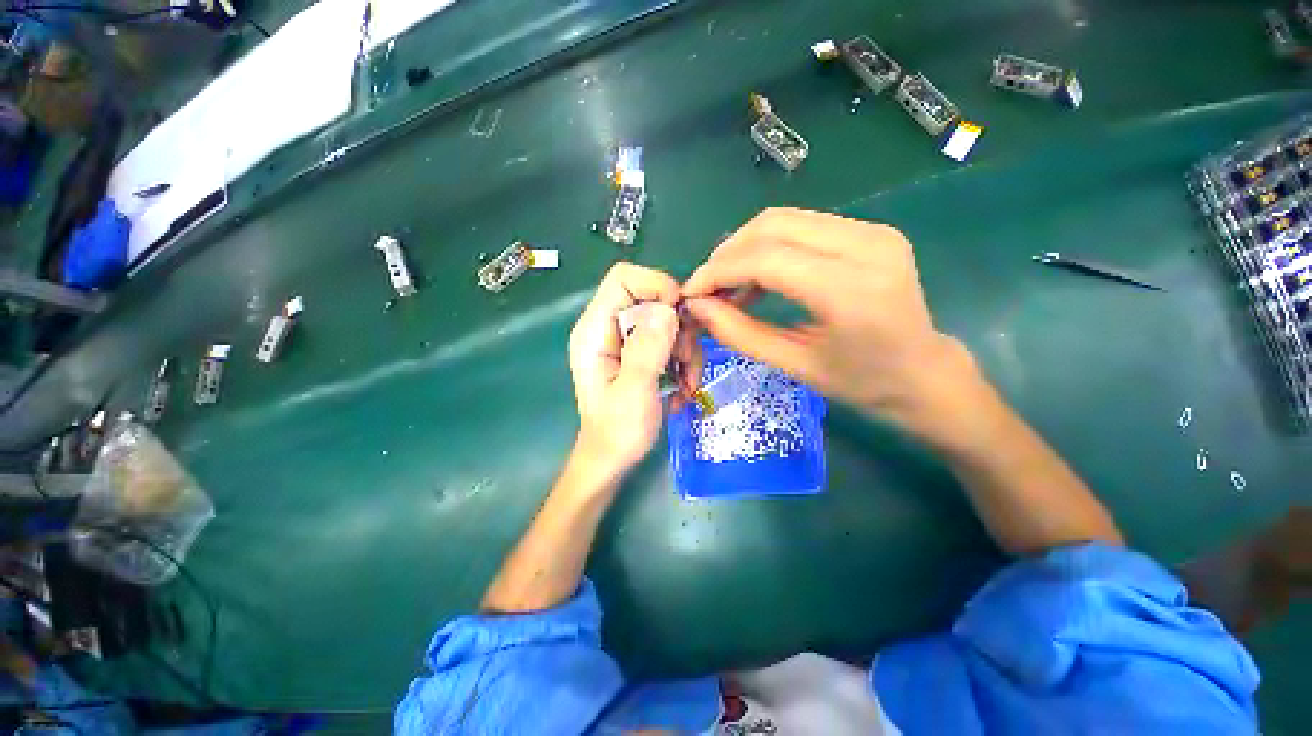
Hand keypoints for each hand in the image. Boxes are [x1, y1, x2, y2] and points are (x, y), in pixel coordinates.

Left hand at [569, 262, 690, 478]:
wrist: (612, 460)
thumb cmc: (616, 433)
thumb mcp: (633, 393)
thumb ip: (647, 350)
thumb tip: (668, 309)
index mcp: (595, 331)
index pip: (624, 278)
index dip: (657, 286)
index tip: (679, 317)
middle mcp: (609, 328)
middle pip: (652, 298)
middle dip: (678, 328)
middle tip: (684, 362)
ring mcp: (625, 341)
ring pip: (667, 321)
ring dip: (685, 349)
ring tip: (688, 384)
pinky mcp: (640, 353)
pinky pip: (670, 340)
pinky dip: (684, 360)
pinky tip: (683, 387)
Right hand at [682, 207, 979, 436]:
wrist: (924, 373)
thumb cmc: (862, 382)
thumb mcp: (794, 365)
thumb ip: (740, 334)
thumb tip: (698, 307)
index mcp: (850, 290)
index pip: (766, 258)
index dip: (718, 271)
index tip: (691, 292)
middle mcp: (866, 245)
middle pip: (772, 225)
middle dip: (727, 254)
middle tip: (706, 287)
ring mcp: (872, 231)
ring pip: (785, 219)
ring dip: (745, 248)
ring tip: (727, 285)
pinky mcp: (870, 231)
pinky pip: (803, 227)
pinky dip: (769, 248)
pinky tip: (757, 278)